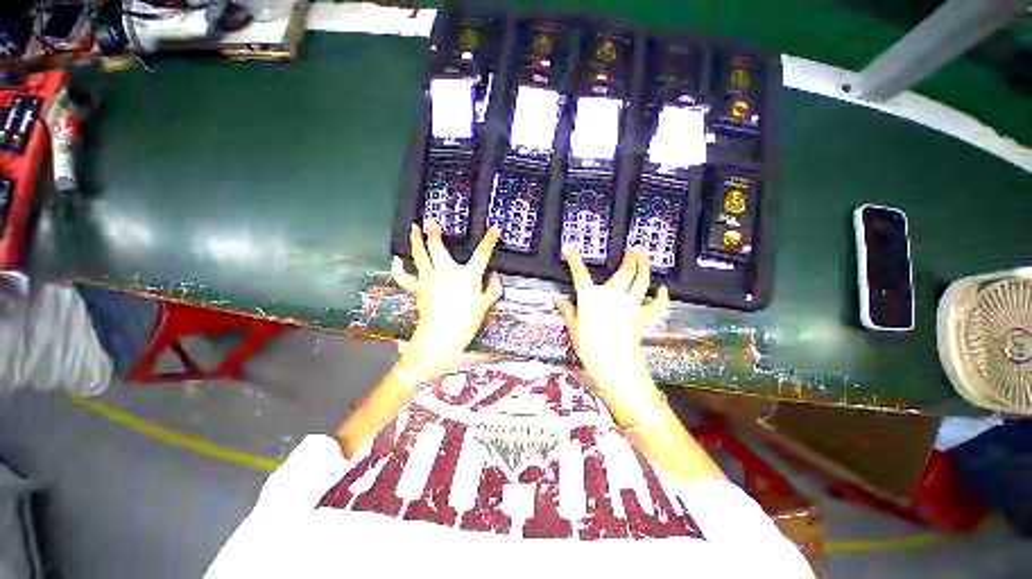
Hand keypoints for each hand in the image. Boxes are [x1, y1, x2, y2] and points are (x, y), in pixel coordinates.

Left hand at [391, 220, 502, 378]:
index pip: (482, 254)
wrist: (442, 336)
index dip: (489, 240)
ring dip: (415, 240)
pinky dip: (398, 268)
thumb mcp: (485, 305)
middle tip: (430, 220)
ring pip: (419, 255)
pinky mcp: (417, 288)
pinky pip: (403, 276)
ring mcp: (429, 278)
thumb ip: (493, 289)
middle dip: (434, 232)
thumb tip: (496, 275)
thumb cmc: (467, 321)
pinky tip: (396, 259)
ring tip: (413, 228)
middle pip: (438, 247)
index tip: (495, 228)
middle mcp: (446, 271)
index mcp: (467, 275)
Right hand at [555, 246, 668, 424]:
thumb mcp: (574, 329)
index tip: (569, 247)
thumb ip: (567, 311)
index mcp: (591, 298)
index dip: (573, 259)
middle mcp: (612, 296)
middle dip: (630, 257)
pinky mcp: (641, 317)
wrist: (615, 367)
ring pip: (642, 281)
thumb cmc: (590, 348)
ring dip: (645, 267)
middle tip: (634, 247)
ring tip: (645, 255)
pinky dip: (661, 297)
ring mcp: (630, 305)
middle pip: (625, 271)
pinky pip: (655, 305)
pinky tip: (663, 289)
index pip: (579, 273)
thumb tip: (557, 298)